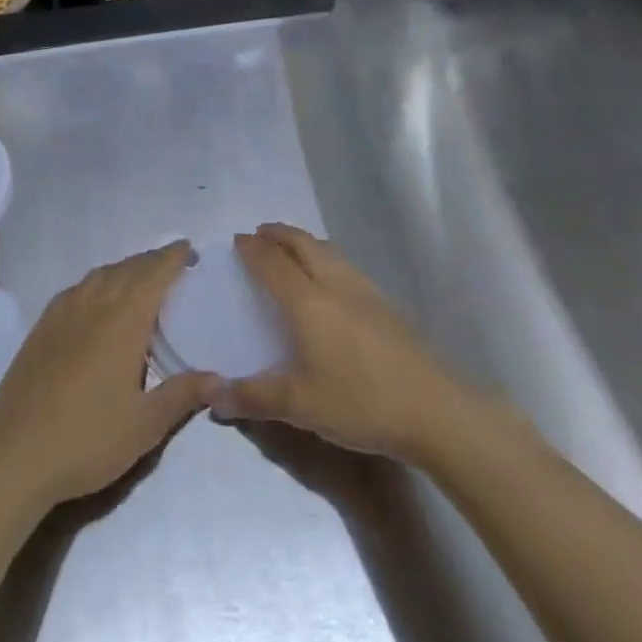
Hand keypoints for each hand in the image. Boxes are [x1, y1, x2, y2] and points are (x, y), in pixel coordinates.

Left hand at [0, 242, 219, 515]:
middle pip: (127, 268)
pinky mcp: (41, 328)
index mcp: (123, 320)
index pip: (153, 274)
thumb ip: (183, 394)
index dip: (172, 257)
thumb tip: (219, 377)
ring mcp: (63, 313)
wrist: (14, 455)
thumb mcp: (145, 425)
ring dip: (123, 269)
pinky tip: (96, 300)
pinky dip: (96, 283)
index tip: (188, 249)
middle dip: (151, 261)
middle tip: (171, 264)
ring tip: (139, 278)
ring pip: (100, 275)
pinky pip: (76, 289)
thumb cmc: (87, 439)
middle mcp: (94, 304)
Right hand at [216, 223, 465, 461]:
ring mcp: (364, 289)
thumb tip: (209, 396)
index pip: (273, 263)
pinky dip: (325, 257)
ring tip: (291, 249)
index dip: (253, 249)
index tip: (237, 240)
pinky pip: (345, 264)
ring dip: (303, 241)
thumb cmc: (359, 402)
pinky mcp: (385, 302)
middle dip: (278, 234)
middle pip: (302, 244)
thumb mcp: (299, 405)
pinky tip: (330, 279)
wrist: (432, 407)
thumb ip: (253, 397)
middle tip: (260, 234)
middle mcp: (334, 284)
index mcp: (307, 302)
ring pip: (327, 250)